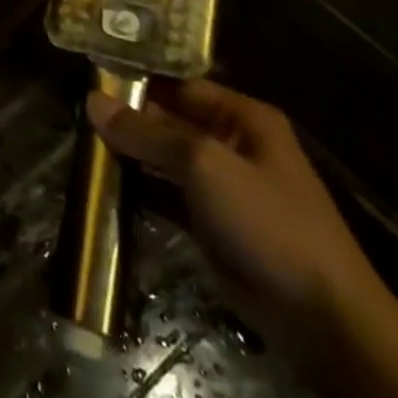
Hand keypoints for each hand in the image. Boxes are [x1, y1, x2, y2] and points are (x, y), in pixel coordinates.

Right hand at [87, 80, 385, 357]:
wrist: (322, 320)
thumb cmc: (268, 223)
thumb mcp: (203, 165)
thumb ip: (146, 132)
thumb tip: (92, 100)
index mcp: (243, 118)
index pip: (179, 84)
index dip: (138, 79)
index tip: (89, 78)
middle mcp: (232, 143)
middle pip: (169, 119)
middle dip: (127, 119)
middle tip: (76, 113)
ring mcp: (222, 186)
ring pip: (164, 158)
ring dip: (129, 154)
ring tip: (80, 144)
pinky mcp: (211, 223)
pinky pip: (166, 195)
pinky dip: (139, 189)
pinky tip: (103, 184)